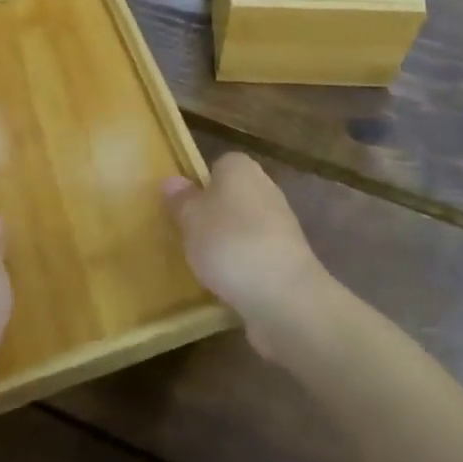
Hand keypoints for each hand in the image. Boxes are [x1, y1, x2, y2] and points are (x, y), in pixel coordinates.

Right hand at [165, 154, 333, 358]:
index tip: (183, 208)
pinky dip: (244, 266)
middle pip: (232, 197)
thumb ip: (181, 200)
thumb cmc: (229, 243)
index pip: (218, 166)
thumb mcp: (191, 219)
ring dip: (228, 243)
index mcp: (241, 168)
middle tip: (187, 237)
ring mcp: (282, 225)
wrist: (284, 295)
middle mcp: (266, 188)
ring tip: (203, 265)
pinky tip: (227, 284)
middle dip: (213, 215)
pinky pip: (257, 255)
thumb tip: (172, 181)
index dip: (199, 185)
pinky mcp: (290, 258)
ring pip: (245, 227)